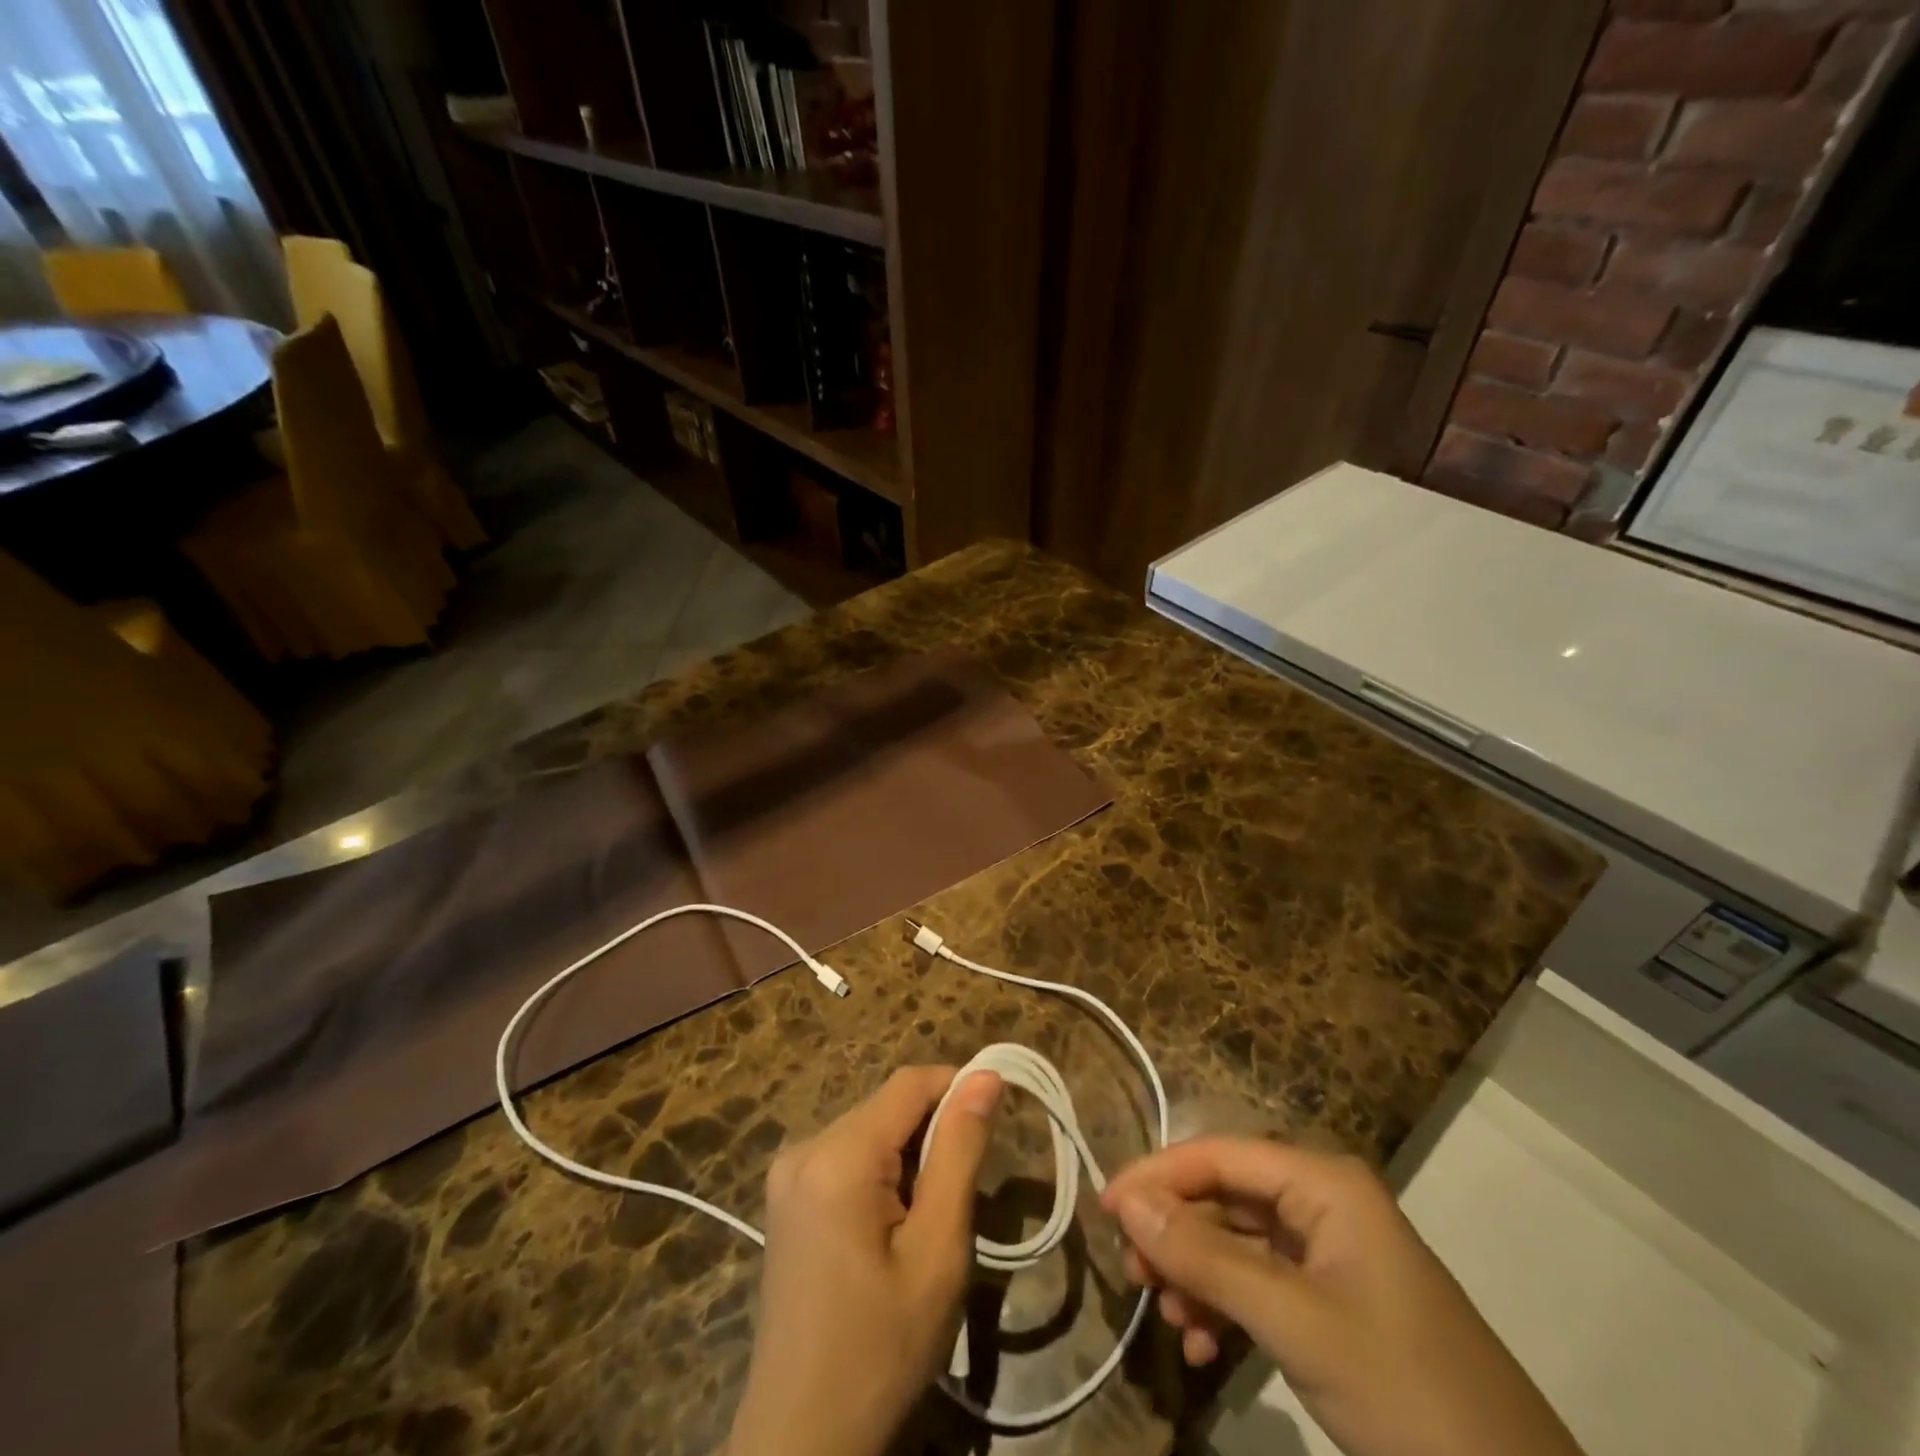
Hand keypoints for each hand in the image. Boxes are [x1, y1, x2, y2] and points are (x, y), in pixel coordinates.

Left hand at [726, 1065, 1003, 1455]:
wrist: (803, 1439)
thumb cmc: (882, 1349)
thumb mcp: (938, 1250)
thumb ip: (960, 1151)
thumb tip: (986, 1075)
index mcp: (838, 1155)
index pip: (910, 1083)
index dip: (958, 1088)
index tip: (997, 1122)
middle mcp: (805, 1146)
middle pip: (888, 1107)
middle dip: (933, 1134)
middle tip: (959, 1200)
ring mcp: (788, 1172)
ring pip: (871, 1130)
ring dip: (909, 1157)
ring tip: (926, 1224)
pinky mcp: (786, 1197)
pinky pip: (848, 1156)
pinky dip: (882, 1174)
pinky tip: (890, 1231)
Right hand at [1102, 1138, 1583, 1455]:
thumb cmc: (1405, 1393)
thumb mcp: (1294, 1322)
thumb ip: (1205, 1257)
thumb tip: (1125, 1200)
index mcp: (1323, 1183)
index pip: (1218, 1154)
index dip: (1158, 1175)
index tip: (1105, 1210)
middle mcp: (1323, 1202)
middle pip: (1225, 1195)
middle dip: (1176, 1232)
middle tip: (1133, 1273)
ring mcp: (1331, 1254)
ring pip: (1237, 1241)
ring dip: (1196, 1275)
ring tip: (1168, 1318)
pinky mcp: (1335, 1303)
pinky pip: (1261, 1284)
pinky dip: (1225, 1308)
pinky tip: (1203, 1346)